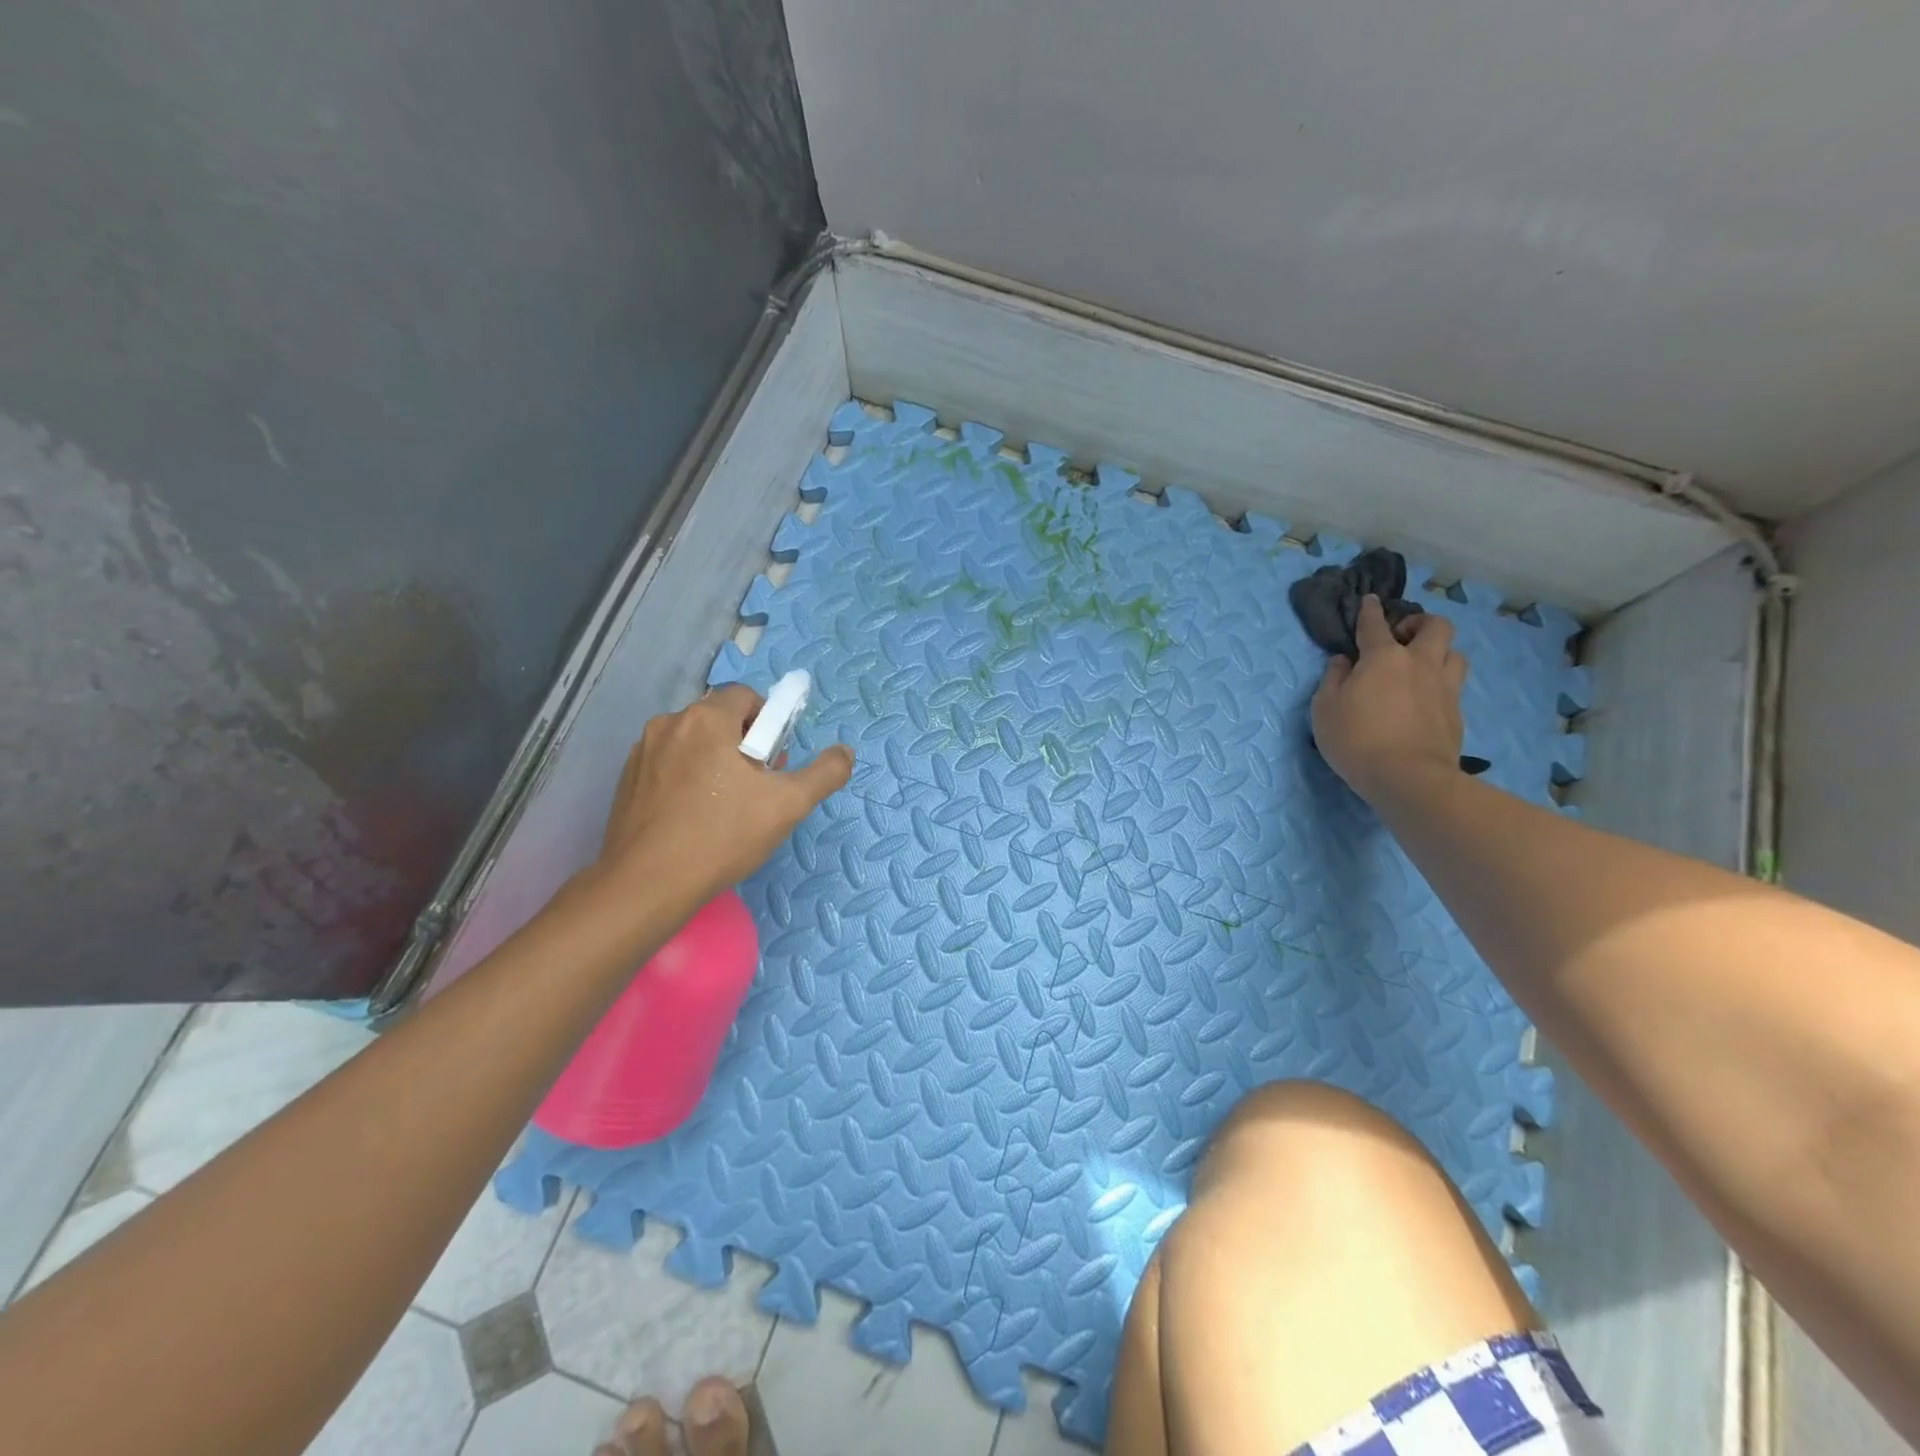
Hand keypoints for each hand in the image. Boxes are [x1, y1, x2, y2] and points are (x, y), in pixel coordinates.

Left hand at [595, 685, 853, 904]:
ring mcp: (642, 751)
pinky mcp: (626, 780)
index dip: (768, 725)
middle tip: (754, 789)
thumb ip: (825, 772)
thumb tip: (845, 751)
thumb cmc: (722, 836)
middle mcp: (669, 723)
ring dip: (713, 762)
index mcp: (706, 719)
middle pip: (719, 719)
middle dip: (742, 745)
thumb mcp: (789, 805)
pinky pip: (668, 765)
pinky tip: (692, 818)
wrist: (647, 885)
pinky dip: (685, 780)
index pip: (747, 697)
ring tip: (723, 809)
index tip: (773, 763)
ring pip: (692, 743)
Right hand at [1310, 596, 1467, 804]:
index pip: (1375, 625)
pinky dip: (1440, 684)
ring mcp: (1444, 688)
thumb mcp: (1324, 709)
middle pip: (1436, 627)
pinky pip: (1454, 686)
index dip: (1370, 611)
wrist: (1408, 777)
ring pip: (1455, 654)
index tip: (1369, 601)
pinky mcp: (1457, 713)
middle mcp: (1420, 664)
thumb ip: (1332, 679)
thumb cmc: (1356, 738)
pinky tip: (1426, 699)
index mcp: (1384, 658)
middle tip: (1403, 637)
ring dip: (1439, 653)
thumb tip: (1343, 662)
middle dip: (1420, 623)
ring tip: (1421, 666)